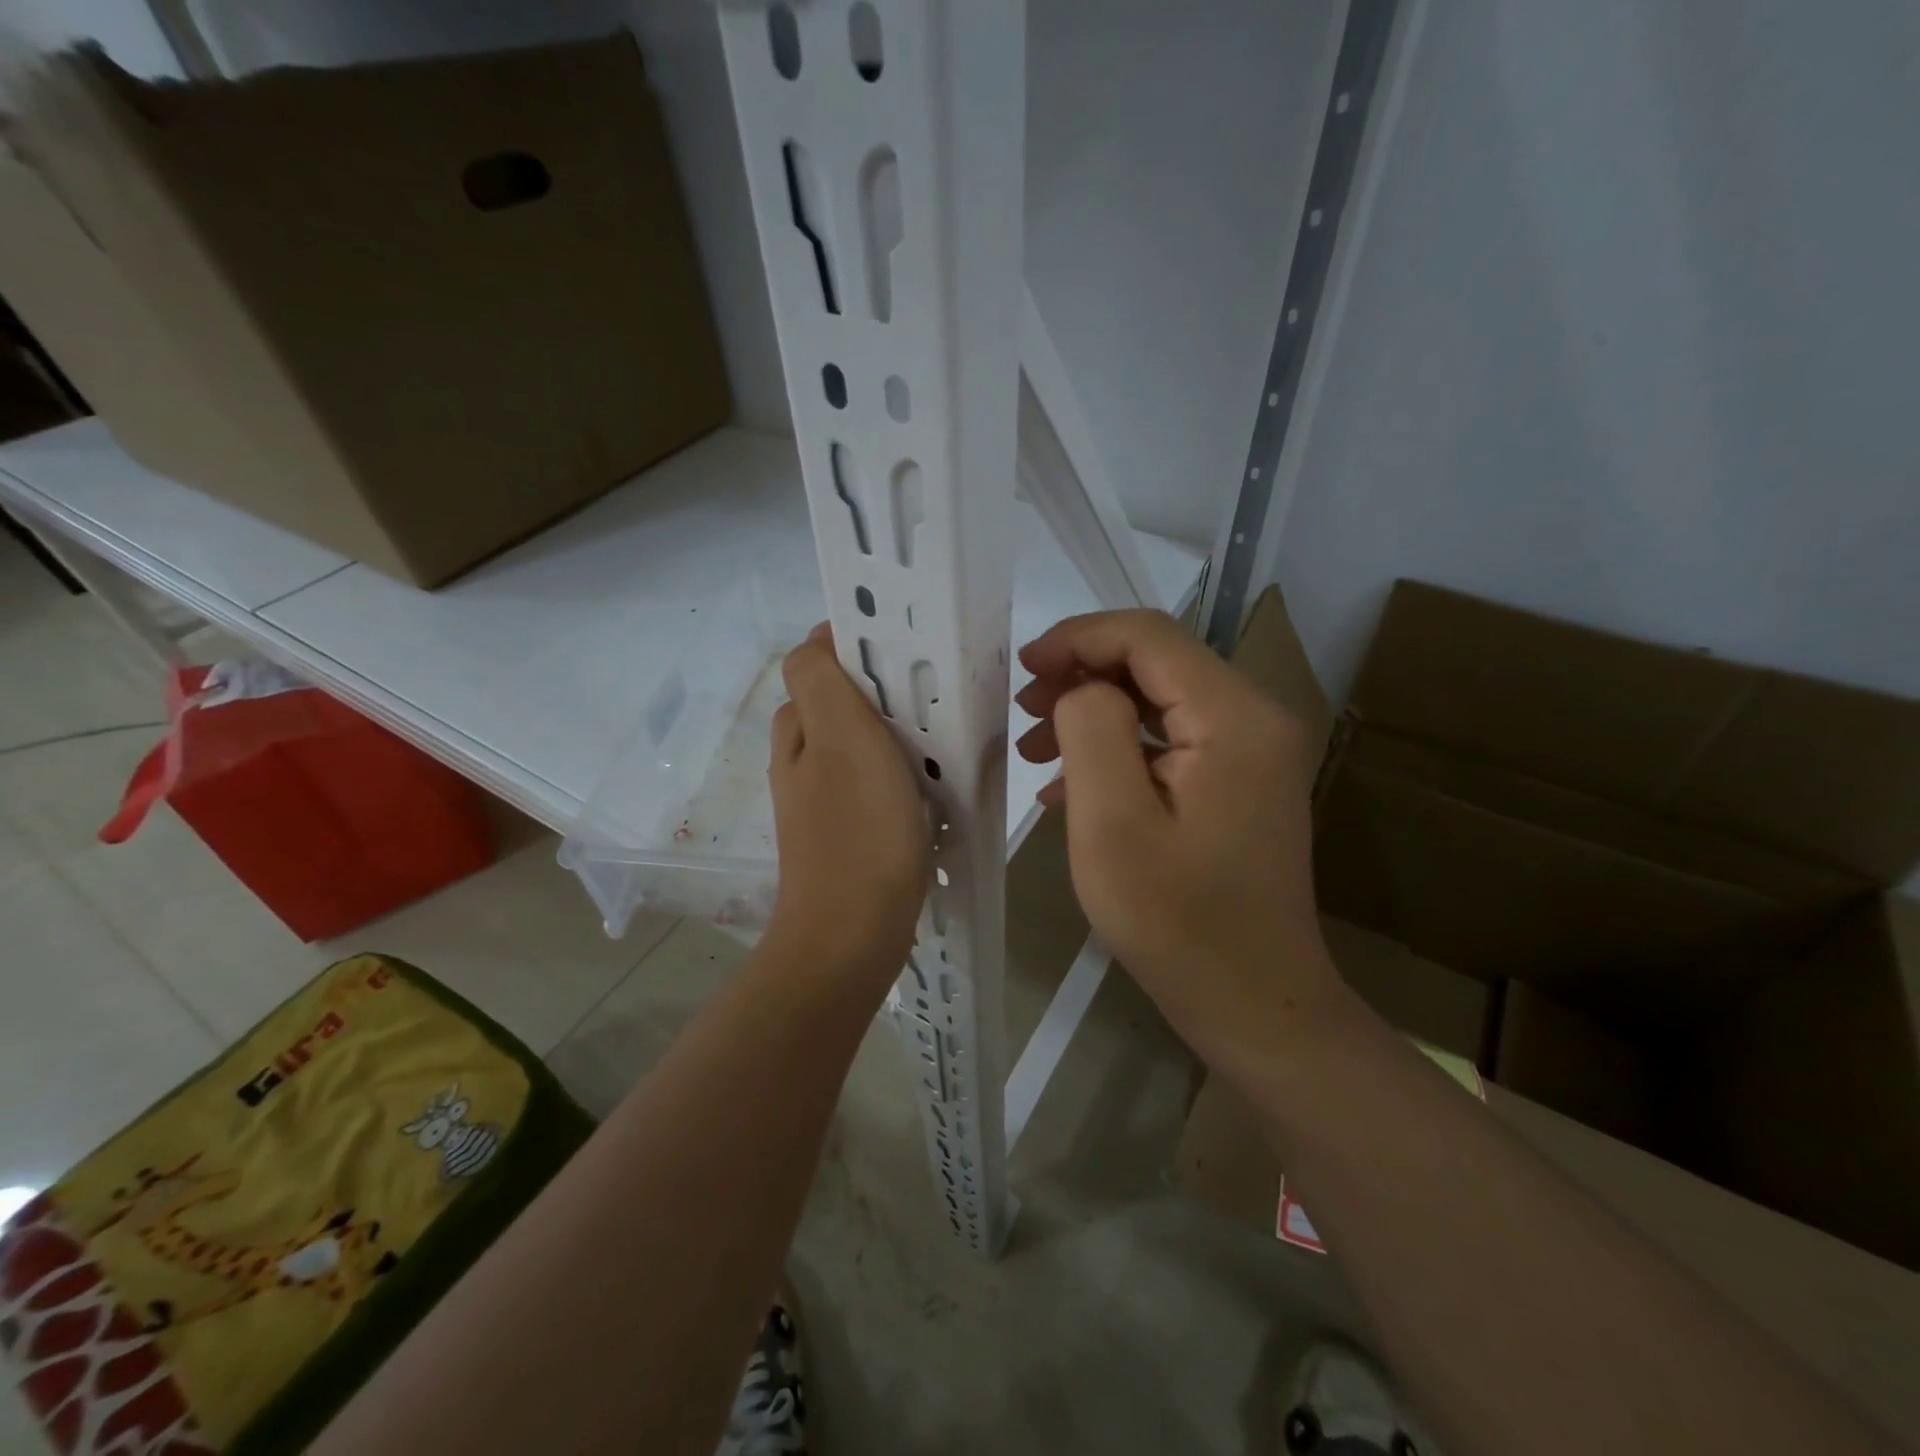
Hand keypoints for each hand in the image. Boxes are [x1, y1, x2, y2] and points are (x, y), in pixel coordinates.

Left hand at [765, 625, 930, 987]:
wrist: (854, 933)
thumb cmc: (857, 829)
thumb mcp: (839, 737)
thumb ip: (821, 680)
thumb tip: (817, 640)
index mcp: (797, 731)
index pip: (818, 662)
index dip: (857, 647)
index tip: (907, 653)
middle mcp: (802, 761)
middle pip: (842, 704)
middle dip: (884, 692)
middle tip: (932, 697)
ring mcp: (824, 801)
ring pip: (863, 745)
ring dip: (898, 736)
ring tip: (942, 739)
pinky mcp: (849, 833)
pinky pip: (877, 785)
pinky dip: (903, 777)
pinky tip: (933, 788)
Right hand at [1015, 609, 1337, 1065]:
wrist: (1254, 1002)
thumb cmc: (1177, 922)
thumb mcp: (1112, 824)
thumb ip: (1091, 731)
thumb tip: (1082, 688)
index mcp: (1234, 717)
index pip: (1148, 635)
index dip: (1078, 637)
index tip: (1023, 667)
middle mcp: (1256, 717)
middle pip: (1156, 662)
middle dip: (1082, 675)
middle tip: (1024, 714)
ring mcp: (1253, 751)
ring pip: (1160, 699)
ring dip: (1094, 713)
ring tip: (1036, 752)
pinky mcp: (1241, 781)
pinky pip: (1172, 740)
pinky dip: (1120, 749)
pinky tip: (1072, 787)